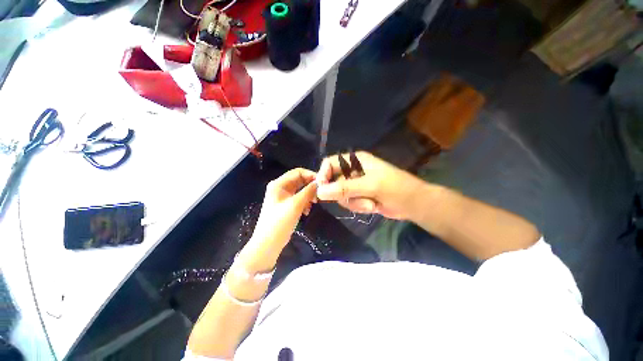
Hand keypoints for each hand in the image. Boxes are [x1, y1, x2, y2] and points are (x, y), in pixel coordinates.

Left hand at [238, 168, 317, 272]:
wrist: (268, 244)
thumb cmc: (279, 222)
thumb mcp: (295, 205)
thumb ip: (308, 191)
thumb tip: (319, 183)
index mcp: (278, 184)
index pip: (297, 172)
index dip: (310, 175)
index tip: (322, 182)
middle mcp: (280, 187)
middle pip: (299, 181)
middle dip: (310, 186)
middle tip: (320, 194)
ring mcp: (283, 197)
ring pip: (300, 190)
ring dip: (308, 195)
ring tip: (314, 203)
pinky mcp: (286, 205)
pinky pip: (298, 199)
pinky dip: (304, 202)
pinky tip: (307, 211)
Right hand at [316, 151, 423, 219]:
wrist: (413, 204)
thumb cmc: (395, 188)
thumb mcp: (369, 186)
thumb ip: (344, 188)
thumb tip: (319, 192)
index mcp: (355, 161)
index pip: (330, 163)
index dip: (323, 175)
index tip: (322, 190)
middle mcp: (353, 171)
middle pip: (333, 182)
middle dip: (343, 194)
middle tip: (354, 199)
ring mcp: (356, 184)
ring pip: (340, 195)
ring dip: (353, 202)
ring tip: (369, 203)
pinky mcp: (359, 195)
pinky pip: (349, 202)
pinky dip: (358, 206)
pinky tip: (372, 206)